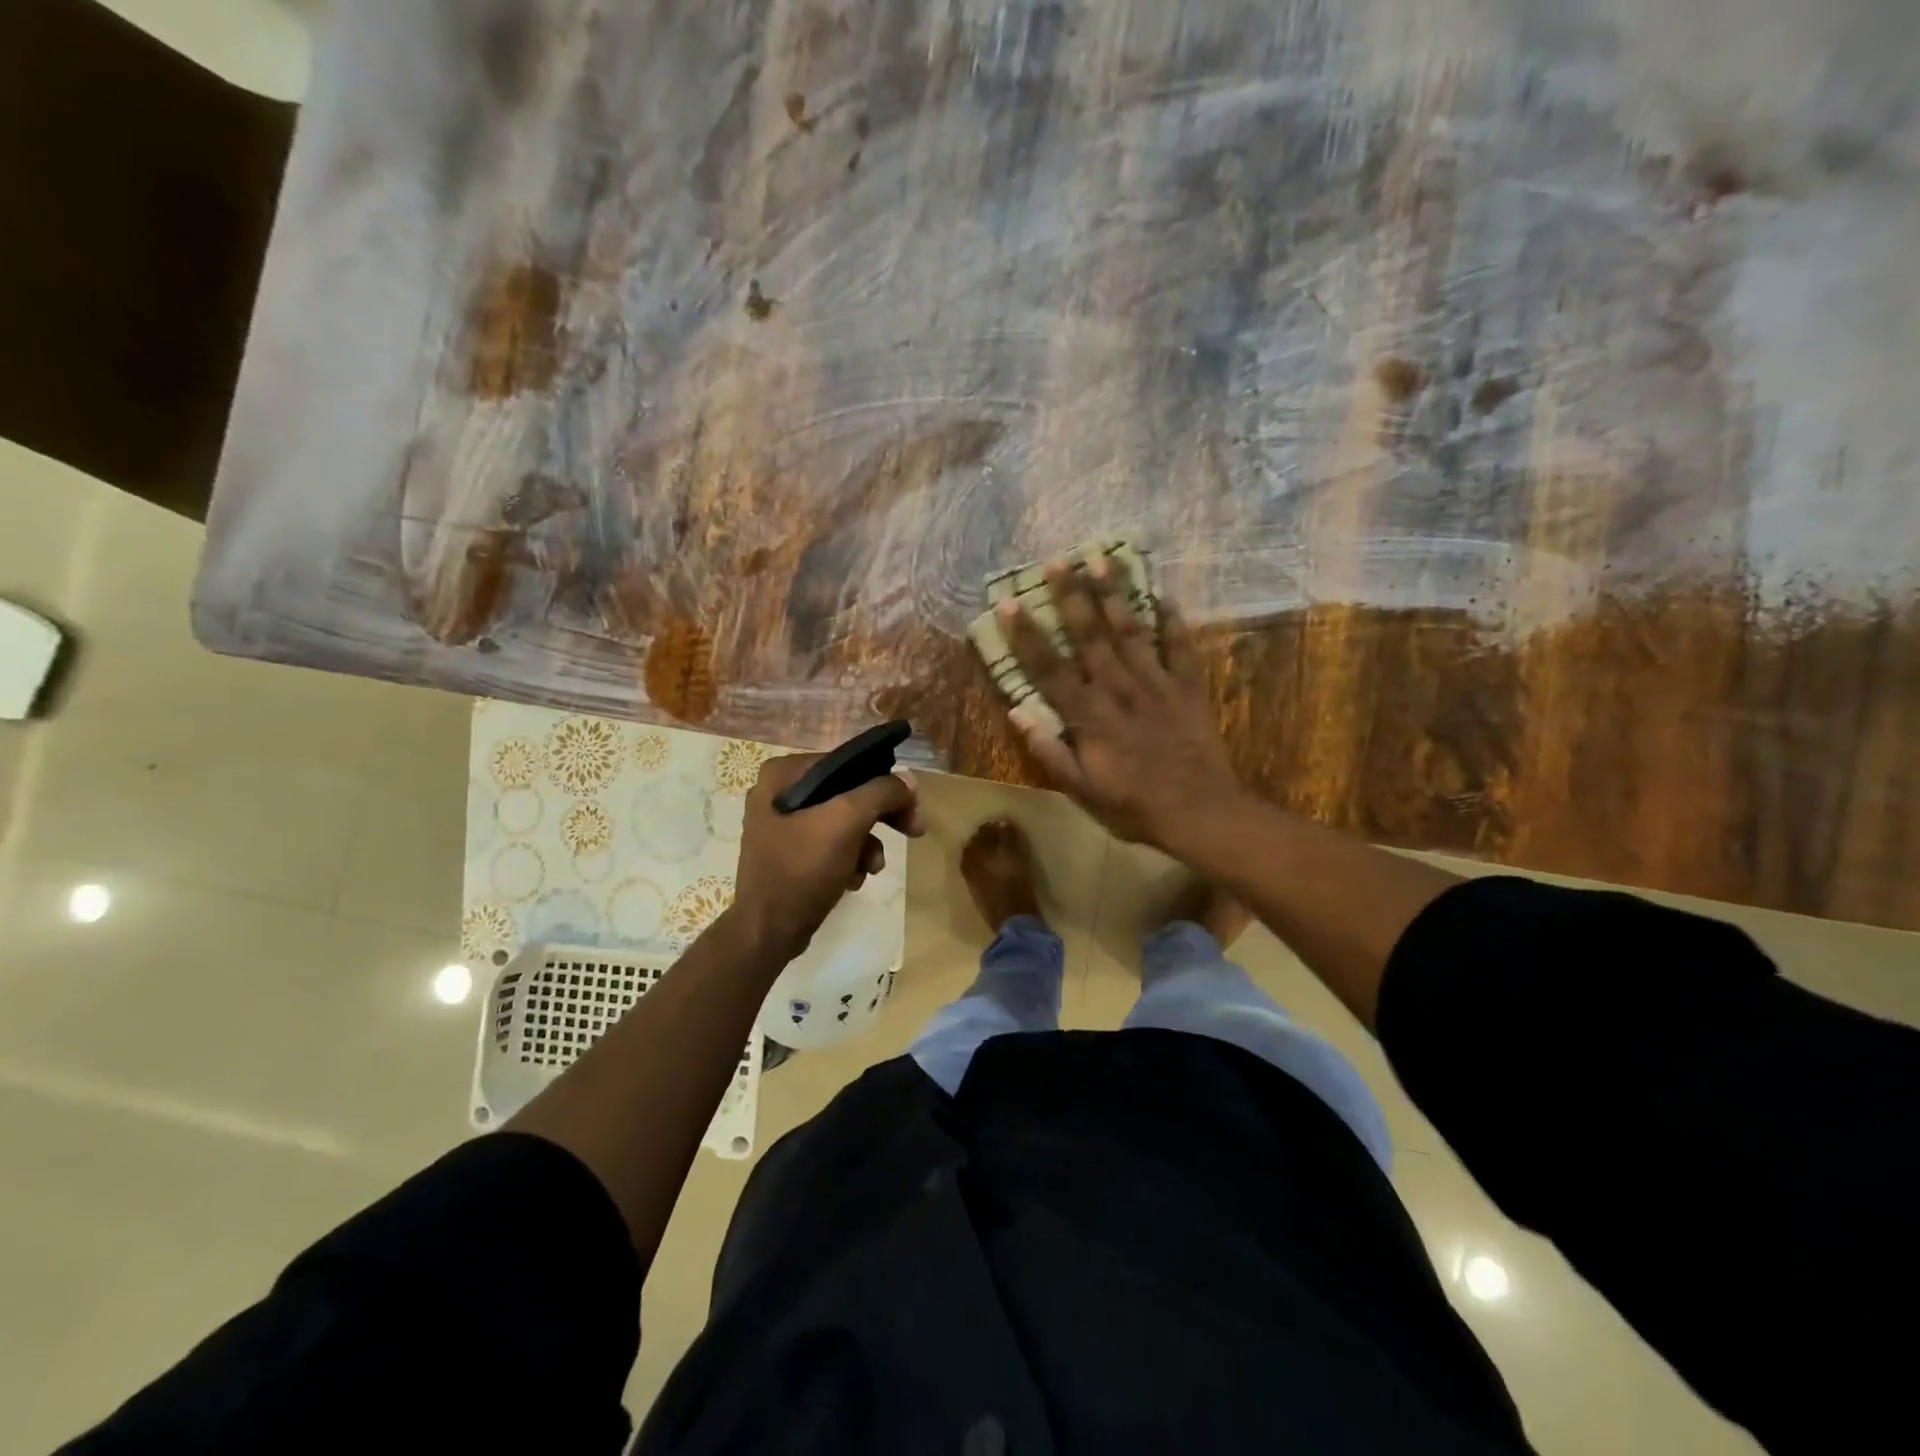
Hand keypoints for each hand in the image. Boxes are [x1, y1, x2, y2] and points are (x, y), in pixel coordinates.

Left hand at [724, 753, 925, 960]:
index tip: (911, 804)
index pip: (846, 764)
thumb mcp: (846, 823)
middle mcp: (778, 793)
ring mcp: (781, 825)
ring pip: (843, 821)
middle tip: (914, 829)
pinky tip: (852, 880)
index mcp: (782, 775)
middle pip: (847, 793)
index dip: (884, 781)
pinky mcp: (789, 854)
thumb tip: (909, 779)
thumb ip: (881, 793)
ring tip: (872, 868)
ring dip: (866, 844)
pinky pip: (830, 845)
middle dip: (880, 817)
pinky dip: (848, 859)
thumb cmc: (802, 869)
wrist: (768, 932)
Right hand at [1001, 562, 1244, 849]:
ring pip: (1132, 632)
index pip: (1050, 668)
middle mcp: (1120, 689)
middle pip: (1091, 636)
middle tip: (1057, 561)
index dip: (1027, 636)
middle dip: (1071, 597)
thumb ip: (1050, 752)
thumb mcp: (1082, 791)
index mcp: (1089, 716)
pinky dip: (1173, 621)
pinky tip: (1163, 595)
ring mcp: (1158, 685)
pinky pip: (1181, 647)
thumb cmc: (1134, 806)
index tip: (1009, 604)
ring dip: (1115, 595)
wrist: (1201, 813)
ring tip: (1102, 560)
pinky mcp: (1189, 688)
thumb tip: (1017, 713)